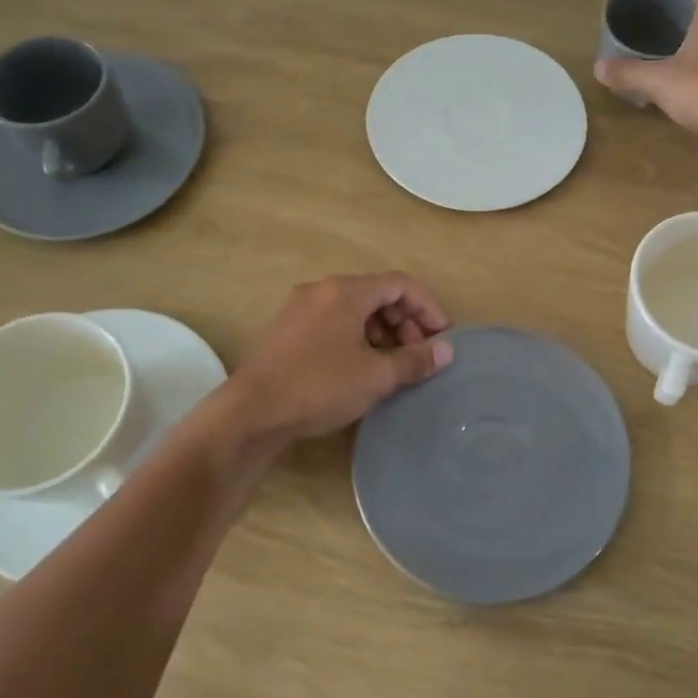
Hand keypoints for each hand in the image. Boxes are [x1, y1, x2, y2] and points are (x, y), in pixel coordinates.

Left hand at [225, 273, 453, 441]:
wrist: (250, 413)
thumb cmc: (319, 387)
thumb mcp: (375, 376)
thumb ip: (415, 360)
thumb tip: (447, 351)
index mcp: (346, 291)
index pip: (400, 284)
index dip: (429, 307)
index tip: (444, 337)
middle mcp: (322, 289)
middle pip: (378, 293)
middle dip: (406, 320)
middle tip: (419, 354)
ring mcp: (300, 308)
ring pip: (355, 308)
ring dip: (383, 330)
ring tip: (393, 363)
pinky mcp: (287, 330)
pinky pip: (334, 321)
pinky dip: (358, 336)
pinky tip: (361, 366)